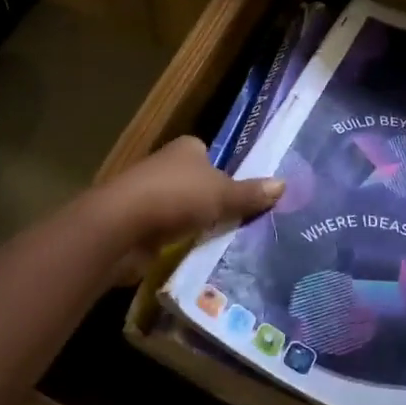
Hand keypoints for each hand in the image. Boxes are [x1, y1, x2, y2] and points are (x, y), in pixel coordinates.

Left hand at [100, 137, 283, 282]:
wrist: (122, 227)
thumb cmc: (176, 196)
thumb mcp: (222, 194)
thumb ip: (250, 193)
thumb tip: (283, 184)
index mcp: (186, 149)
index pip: (211, 156)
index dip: (227, 173)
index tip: (246, 195)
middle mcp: (166, 166)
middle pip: (199, 184)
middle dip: (215, 202)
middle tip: (245, 223)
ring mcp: (150, 195)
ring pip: (184, 210)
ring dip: (198, 225)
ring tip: (230, 243)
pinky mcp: (140, 225)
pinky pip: (171, 233)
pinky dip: (182, 242)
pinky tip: (201, 256)